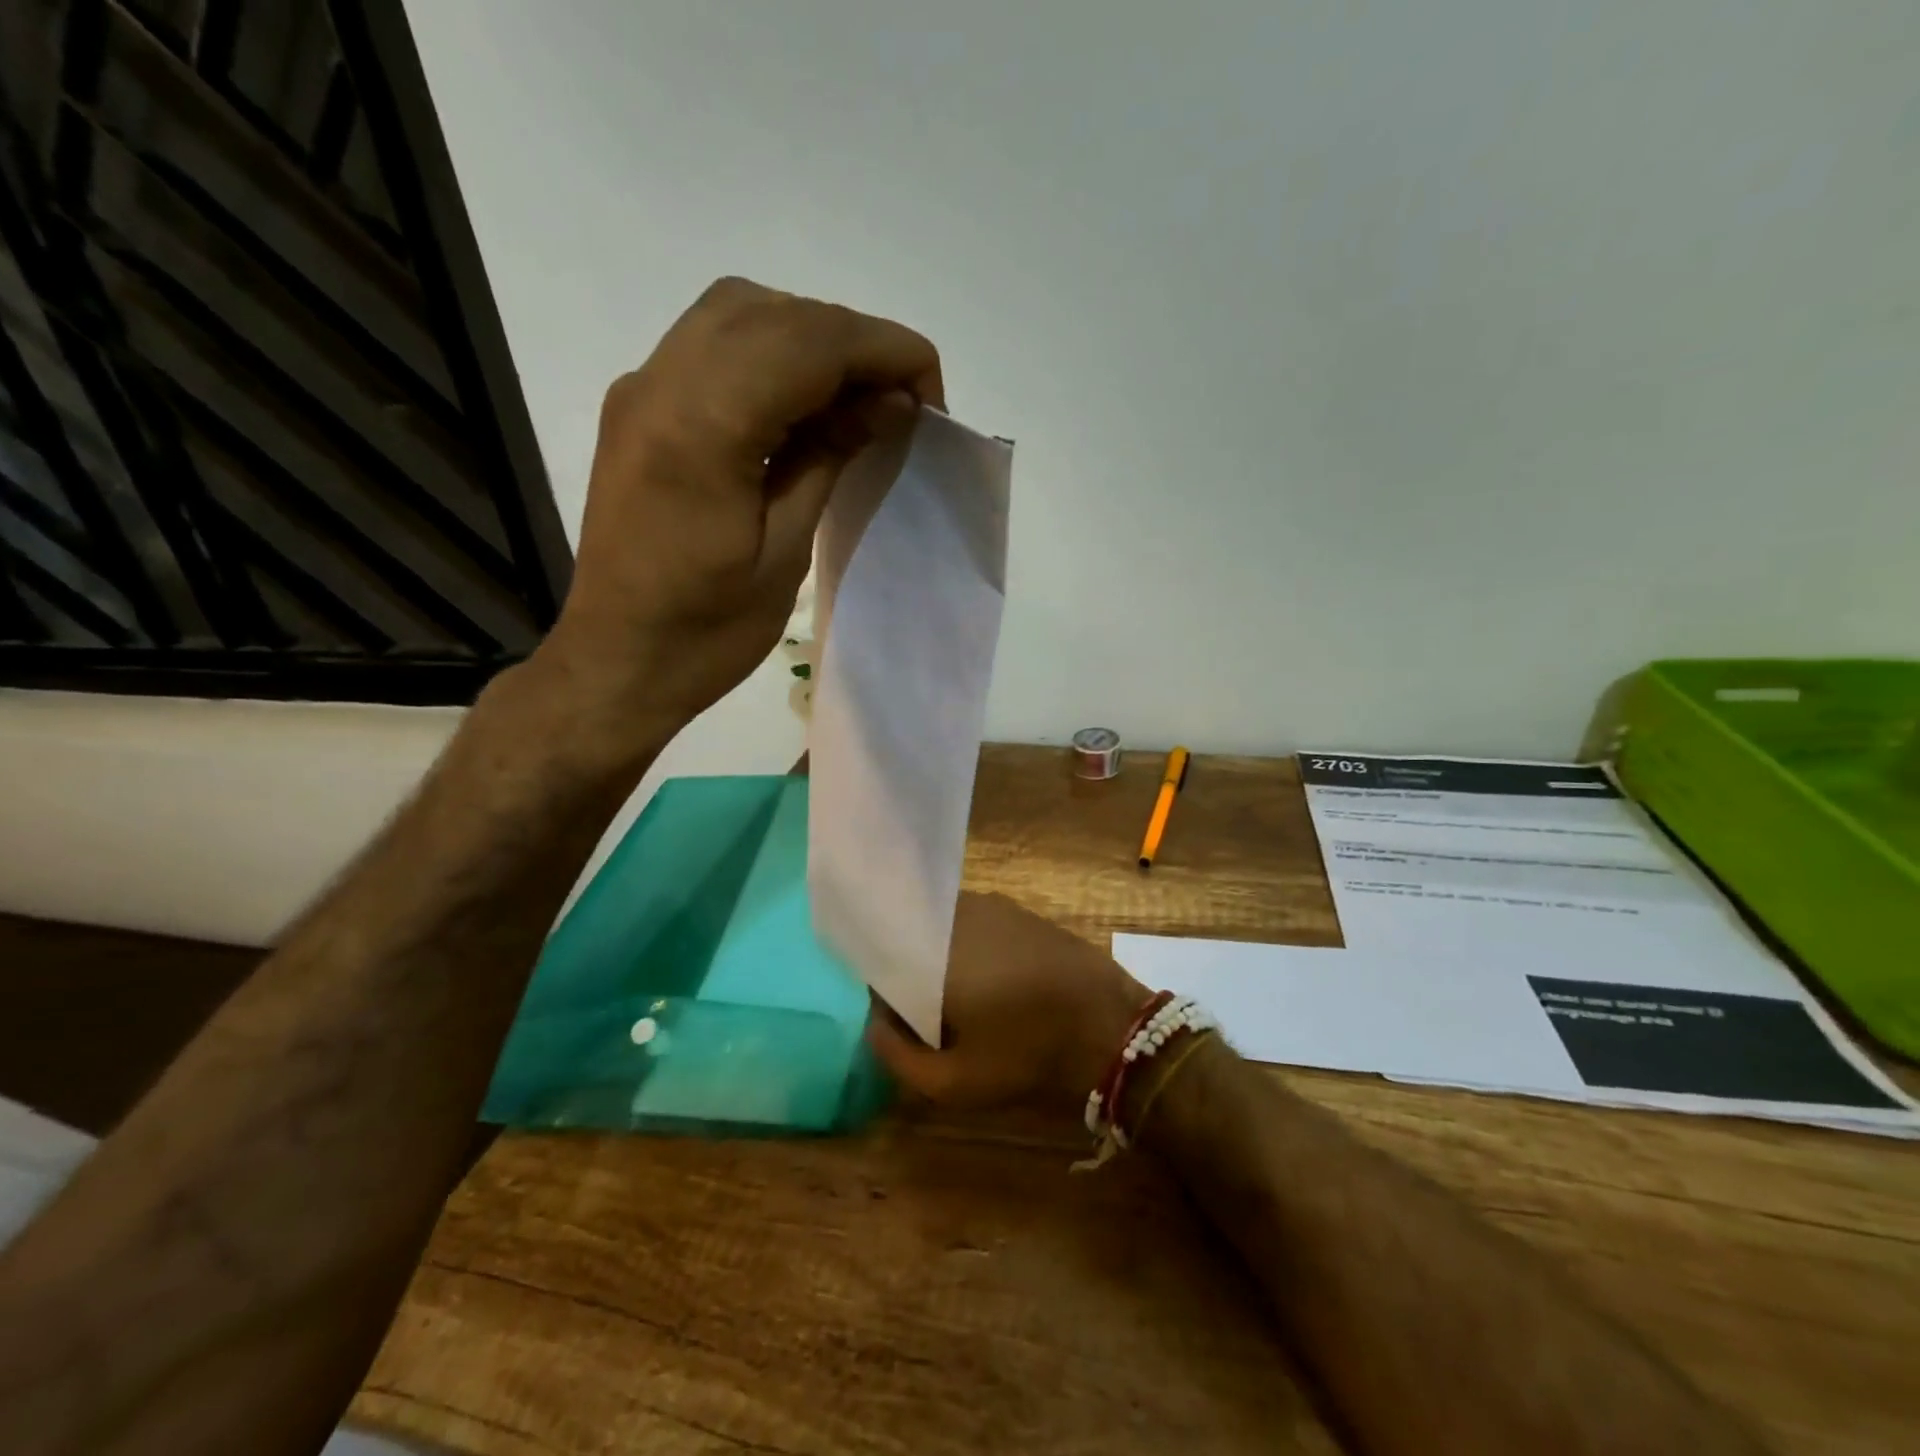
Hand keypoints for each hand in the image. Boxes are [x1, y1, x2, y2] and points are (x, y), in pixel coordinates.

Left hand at [539, 277, 942, 735]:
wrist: (619, 660)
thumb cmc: (708, 630)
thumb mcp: (785, 552)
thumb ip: (831, 458)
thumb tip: (890, 401)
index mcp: (702, 429)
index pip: (809, 342)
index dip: (884, 350)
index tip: (931, 394)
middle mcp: (662, 383)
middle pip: (776, 313)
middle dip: (854, 342)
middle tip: (902, 401)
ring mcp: (641, 388)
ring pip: (740, 313)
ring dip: (811, 339)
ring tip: (856, 398)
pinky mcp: (637, 406)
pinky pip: (711, 344)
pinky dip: (770, 353)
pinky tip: (801, 403)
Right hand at [866, 892, 1154, 1112]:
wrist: (1110, 1025)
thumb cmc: (1027, 1054)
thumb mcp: (954, 1083)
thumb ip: (898, 1057)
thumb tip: (874, 1024)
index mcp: (932, 950)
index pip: (882, 953)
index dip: (883, 987)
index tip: (895, 1018)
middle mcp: (956, 915)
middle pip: (914, 937)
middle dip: (913, 971)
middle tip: (932, 1016)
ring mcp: (991, 906)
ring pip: (944, 929)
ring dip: (943, 959)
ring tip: (963, 1001)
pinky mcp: (1019, 910)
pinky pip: (975, 924)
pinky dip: (971, 948)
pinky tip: (993, 983)